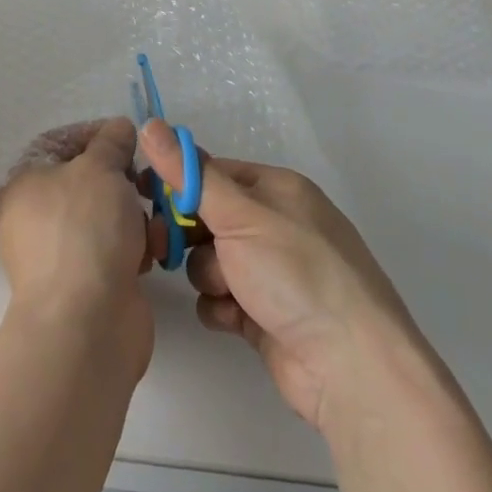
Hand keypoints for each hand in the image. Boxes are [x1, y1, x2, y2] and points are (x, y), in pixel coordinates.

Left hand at [0, 118, 153, 374]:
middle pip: (86, 180)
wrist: (86, 324)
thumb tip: (118, 128)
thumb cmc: (85, 230)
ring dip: (135, 214)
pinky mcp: (85, 283)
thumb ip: (112, 141)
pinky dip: (134, 247)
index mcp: (24, 182)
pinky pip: (113, 250)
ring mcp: (59, 252)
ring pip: (105, 216)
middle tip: (146, 181)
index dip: (95, 133)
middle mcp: (34, 215)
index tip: (129, 138)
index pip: (59, 142)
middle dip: (123, 179)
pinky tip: (152, 253)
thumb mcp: (100, 168)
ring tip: (153, 222)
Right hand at [139, 122, 430, 432]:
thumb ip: (190, 174)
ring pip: (210, 260)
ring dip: (209, 275)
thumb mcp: (239, 214)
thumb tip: (150, 124)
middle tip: (163, 247)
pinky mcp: (266, 314)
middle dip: (188, 235)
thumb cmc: (296, 273)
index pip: (212, 172)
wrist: (351, 367)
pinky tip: (234, 318)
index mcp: (277, 189)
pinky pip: (222, 299)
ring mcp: (272, 272)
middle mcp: (276, 225)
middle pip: (208, 217)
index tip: (141, 193)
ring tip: (227, 291)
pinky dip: (221, 307)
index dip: (177, 182)